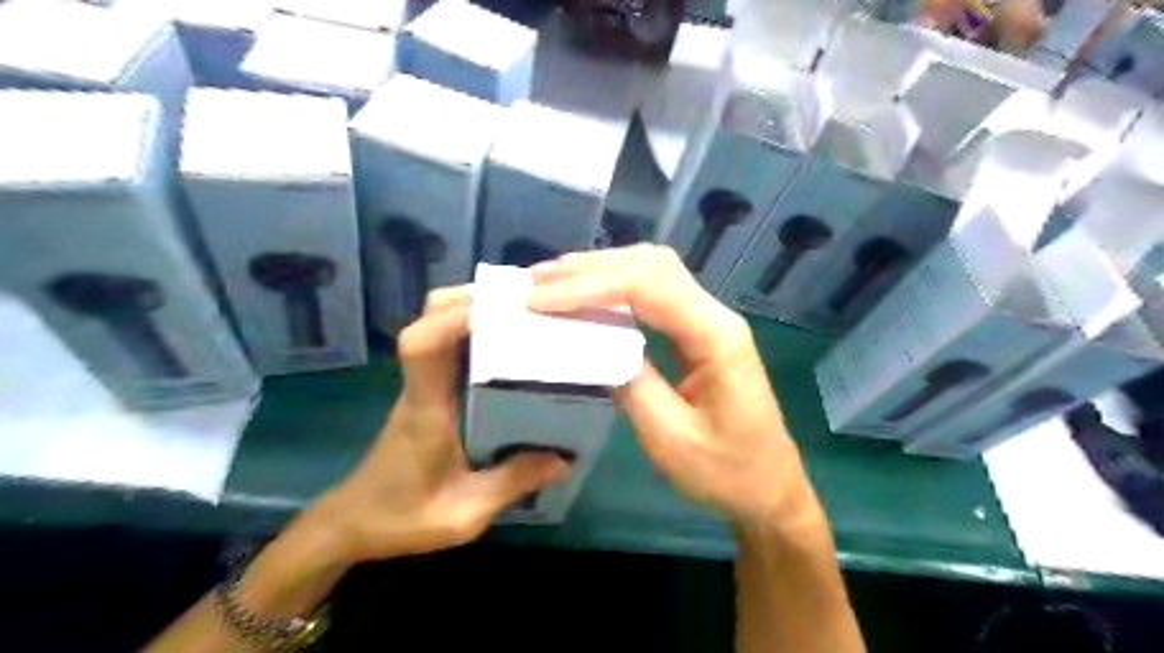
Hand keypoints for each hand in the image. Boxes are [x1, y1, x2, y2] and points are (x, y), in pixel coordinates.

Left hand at [312, 287, 570, 563]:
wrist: (351, 525)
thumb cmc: (401, 518)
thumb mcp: (464, 513)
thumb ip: (512, 483)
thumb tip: (562, 459)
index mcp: (426, 408)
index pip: (422, 345)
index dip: (454, 317)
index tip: (500, 308)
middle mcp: (420, 386)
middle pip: (428, 319)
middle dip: (470, 299)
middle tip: (519, 306)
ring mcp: (420, 386)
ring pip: (435, 326)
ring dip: (473, 312)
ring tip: (520, 319)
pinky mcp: (425, 393)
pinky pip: (445, 347)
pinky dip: (472, 334)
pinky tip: (506, 349)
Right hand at [528, 245, 815, 529]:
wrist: (770, 488)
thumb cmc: (726, 472)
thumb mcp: (670, 438)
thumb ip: (629, 384)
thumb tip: (589, 344)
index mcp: (716, 337)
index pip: (648, 287)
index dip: (589, 287)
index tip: (538, 300)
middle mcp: (715, 315)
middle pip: (652, 265)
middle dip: (590, 268)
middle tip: (535, 280)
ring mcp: (708, 320)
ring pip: (653, 272)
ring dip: (600, 271)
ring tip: (550, 281)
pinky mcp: (698, 332)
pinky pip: (654, 295)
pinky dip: (614, 289)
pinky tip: (586, 297)